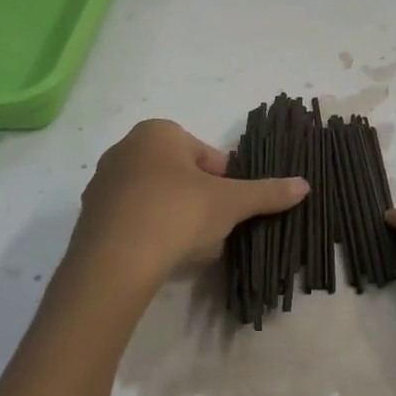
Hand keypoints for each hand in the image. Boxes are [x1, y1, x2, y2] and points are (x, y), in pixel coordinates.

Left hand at [69, 120, 307, 291]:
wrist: (114, 262)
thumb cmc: (177, 213)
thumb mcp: (231, 202)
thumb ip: (267, 192)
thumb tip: (305, 185)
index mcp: (158, 132)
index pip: (206, 155)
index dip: (224, 183)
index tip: (228, 208)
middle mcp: (125, 149)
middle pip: (181, 177)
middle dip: (201, 203)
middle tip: (213, 230)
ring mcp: (103, 183)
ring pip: (158, 199)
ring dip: (178, 220)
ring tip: (190, 250)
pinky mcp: (91, 217)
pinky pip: (134, 220)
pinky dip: (152, 234)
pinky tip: (163, 258)